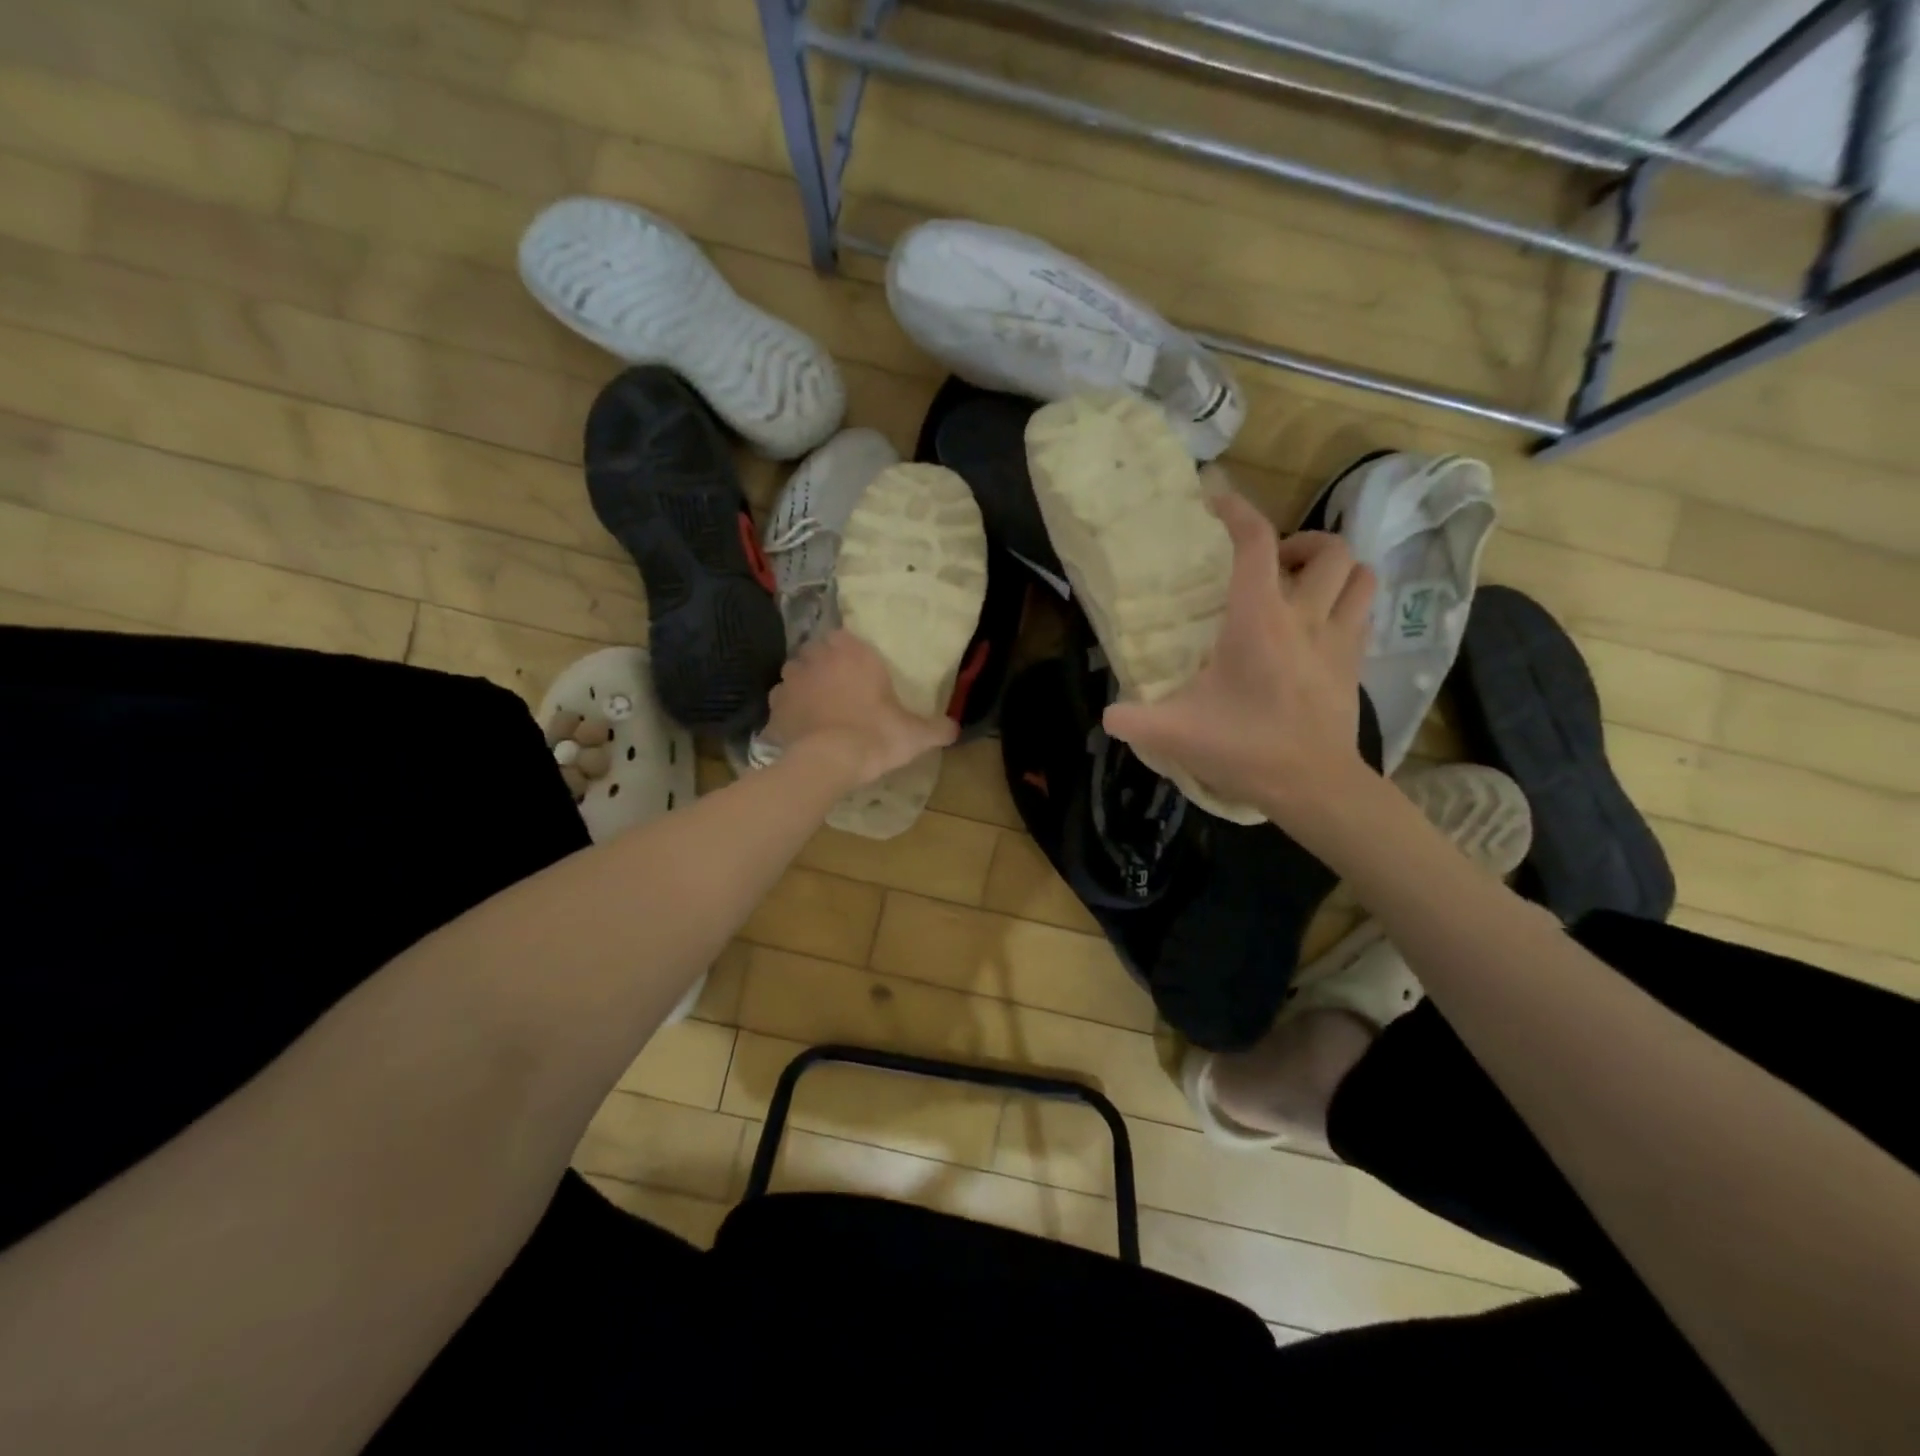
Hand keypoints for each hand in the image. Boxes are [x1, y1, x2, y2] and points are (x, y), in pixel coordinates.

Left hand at [761, 629, 958, 785]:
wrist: (827, 762)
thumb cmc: (874, 736)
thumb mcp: (914, 735)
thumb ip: (937, 728)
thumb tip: (955, 728)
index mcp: (852, 653)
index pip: (845, 636)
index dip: (850, 651)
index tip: (858, 669)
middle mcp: (817, 658)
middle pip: (818, 652)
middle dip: (825, 665)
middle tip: (841, 688)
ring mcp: (791, 681)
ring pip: (795, 673)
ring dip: (804, 684)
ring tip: (818, 706)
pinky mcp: (774, 708)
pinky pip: (781, 703)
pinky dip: (789, 711)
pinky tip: (800, 727)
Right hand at [1102, 492, 1373, 822]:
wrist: (1315, 786)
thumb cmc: (1246, 749)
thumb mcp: (1175, 734)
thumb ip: (1132, 719)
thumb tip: (1107, 714)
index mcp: (1258, 621)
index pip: (1256, 543)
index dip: (1237, 512)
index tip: (1216, 504)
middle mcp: (1305, 616)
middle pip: (1326, 547)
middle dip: (1298, 542)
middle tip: (1270, 565)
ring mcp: (1339, 638)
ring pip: (1359, 572)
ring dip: (1333, 565)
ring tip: (1302, 583)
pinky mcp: (1356, 662)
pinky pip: (1365, 609)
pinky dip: (1347, 599)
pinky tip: (1320, 621)